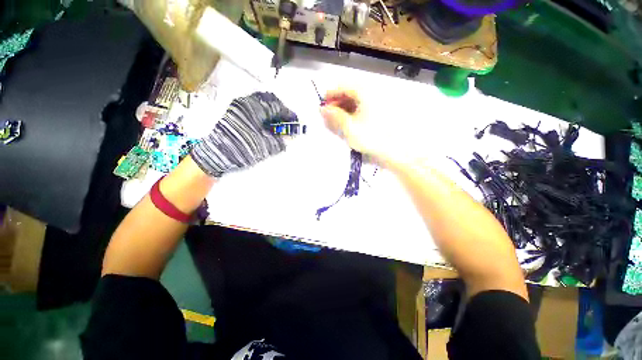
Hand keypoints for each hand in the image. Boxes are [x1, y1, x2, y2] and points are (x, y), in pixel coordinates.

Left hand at [191, 92, 297, 176]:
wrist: (214, 155)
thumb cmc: (242, 148)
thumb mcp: (265, 146)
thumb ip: (281, 141)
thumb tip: (291, 137)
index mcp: (254, 107)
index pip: (277, 106)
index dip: (289, 114)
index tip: (296, 121)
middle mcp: (245, 103)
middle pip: (267, 100)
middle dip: (280, 110)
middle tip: (286, 121)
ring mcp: (237, 107)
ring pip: (259, 104)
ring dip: (270, 112)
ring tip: (277, 125)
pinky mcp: (232, 114)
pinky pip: (252, 109)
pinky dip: (262, 115)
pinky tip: (265, 126)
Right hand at [320, 88, 415, 166]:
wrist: (396, 150)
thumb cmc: (371, 138)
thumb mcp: (349, 127)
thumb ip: (334, 117)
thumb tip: (322, 109)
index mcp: (365, 92)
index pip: (344, 86)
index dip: (331, 95)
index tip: (323, 106)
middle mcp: (373, 92)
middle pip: (351, 92)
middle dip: (337, 102)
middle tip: (329, 115)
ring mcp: (379, 102)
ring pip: (357, 100)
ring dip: (345, 108)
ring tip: (337, 120)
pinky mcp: (382, 112)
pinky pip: (364, 107)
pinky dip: (354, 112)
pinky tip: (350, 122)